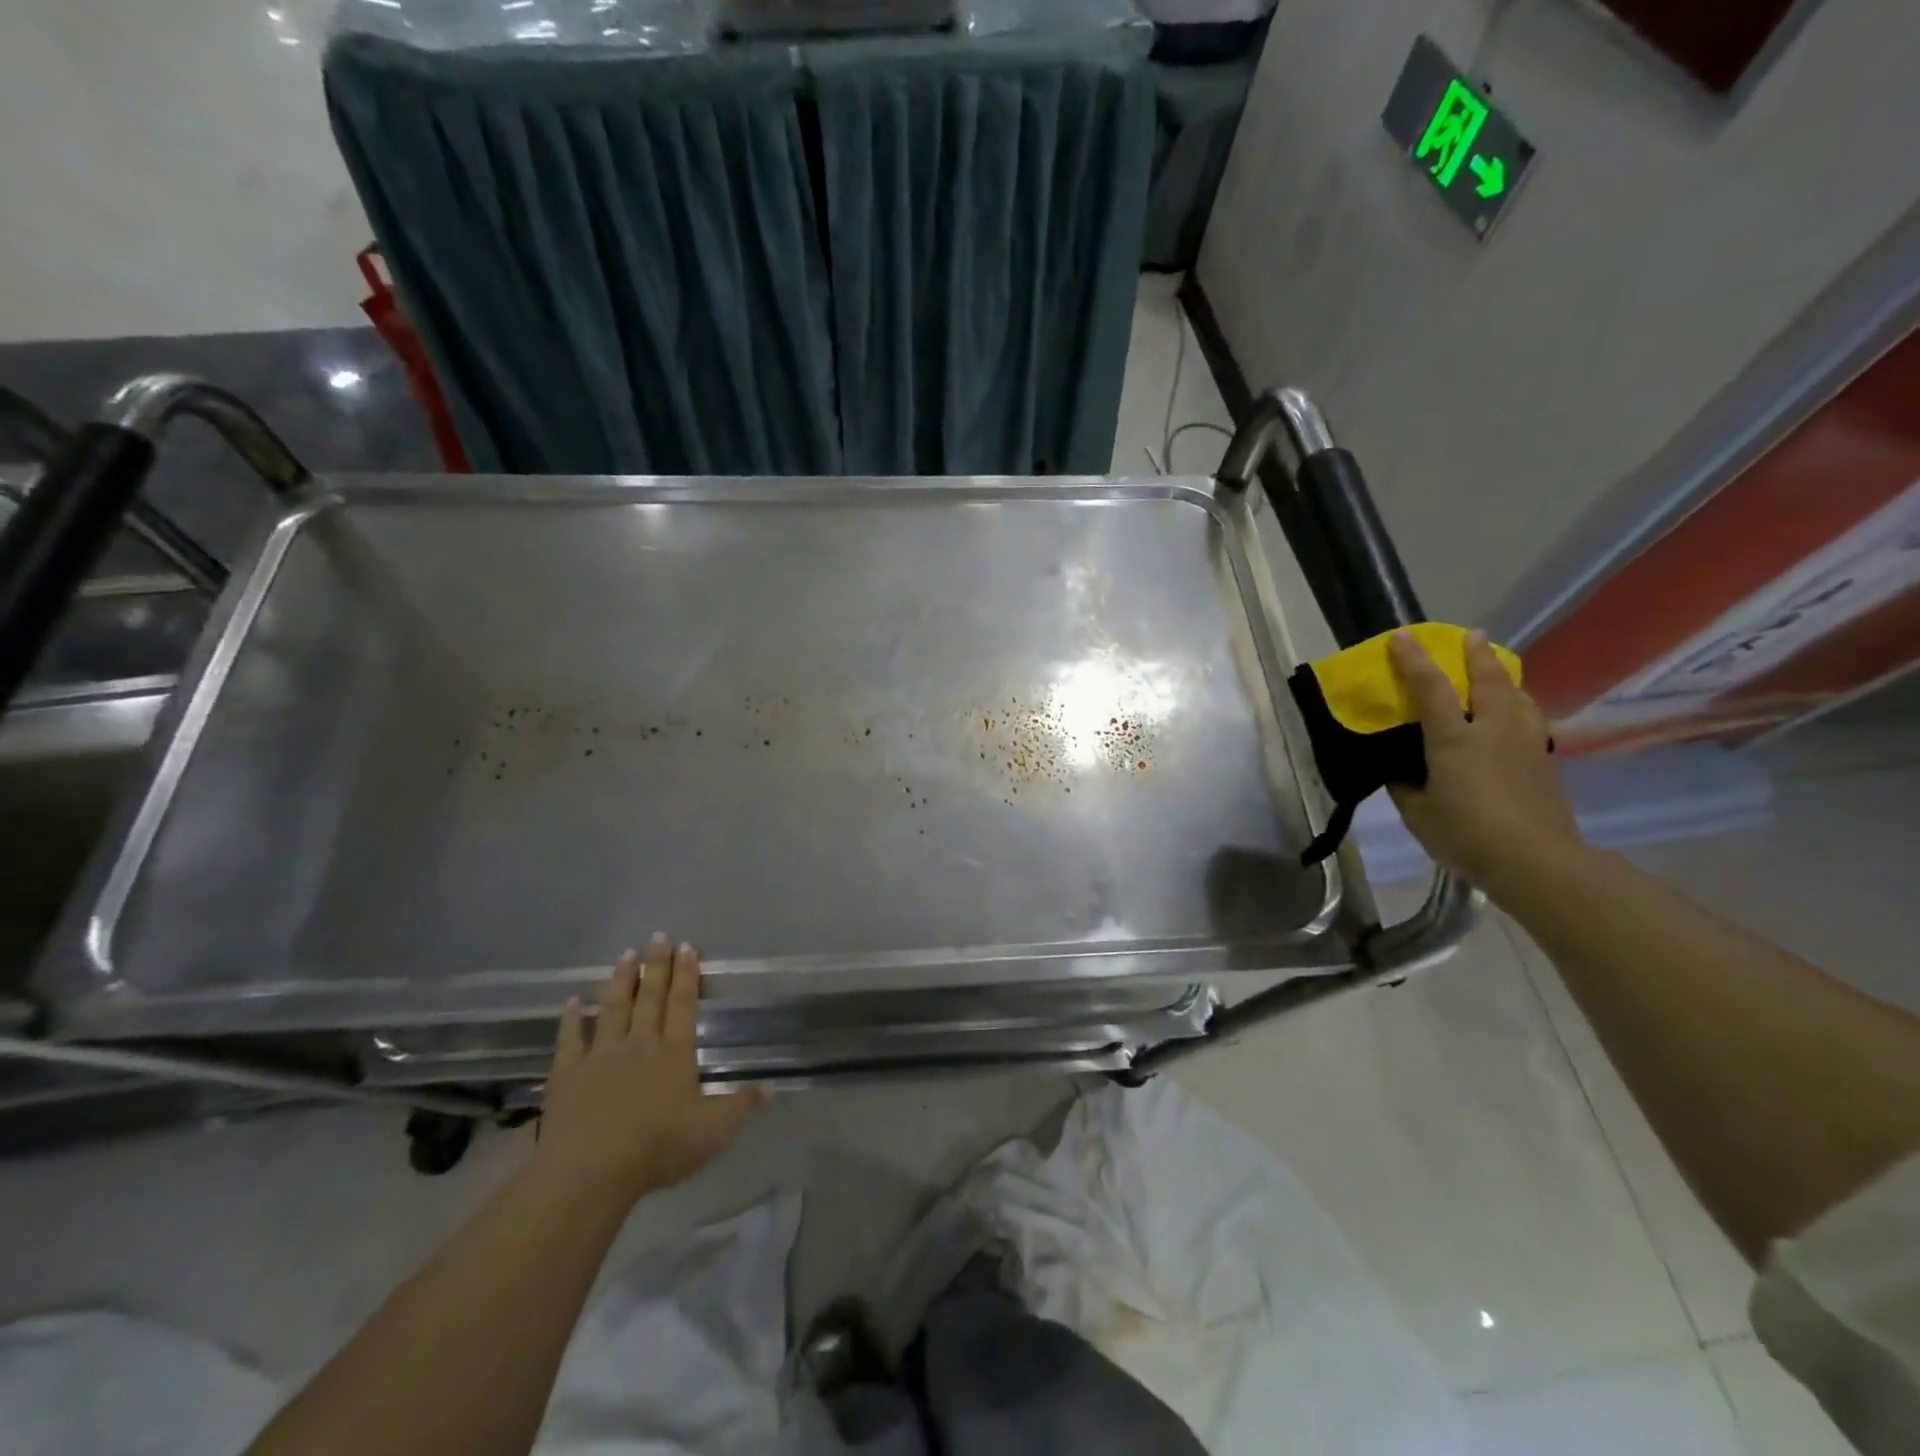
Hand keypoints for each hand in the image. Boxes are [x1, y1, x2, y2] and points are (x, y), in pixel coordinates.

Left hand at [532, 935, 762, 1209]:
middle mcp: (640, 1044)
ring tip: (626, 953)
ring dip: (621, 979)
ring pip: (613, 1007)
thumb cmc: (658, 1149)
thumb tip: (771, 1088)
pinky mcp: (568, 1073)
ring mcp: (602, 1055)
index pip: (683, 1004)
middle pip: (650, 997)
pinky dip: (571, 1018)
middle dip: (657, 965)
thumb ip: (741, 1106)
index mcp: (675, 1053)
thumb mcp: (713, 1132)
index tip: (688, 947)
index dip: (687, 975)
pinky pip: (570, 1038)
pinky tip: (571, 1001)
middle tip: (659, 936)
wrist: (590, 1172)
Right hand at [1387, 629, 1585, 900]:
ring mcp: (1525, 744)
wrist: (1536, 861)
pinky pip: (1531, 719)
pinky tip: (1517, 713)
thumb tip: (1402, 771)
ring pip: (1518, 696)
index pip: (1431, 688)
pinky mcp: (1545, 762)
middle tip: (1471, 635)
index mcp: (1454, 739)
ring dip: (1504, 676)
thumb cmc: (1466, 835)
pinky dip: (1520, 705)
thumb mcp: (1418, 813)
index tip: (1402, 636)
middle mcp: (1493, 730)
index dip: (1414, 660)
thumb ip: (1406, 785)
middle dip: (1476, 654)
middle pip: (1488, 680)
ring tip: (1497, 668)